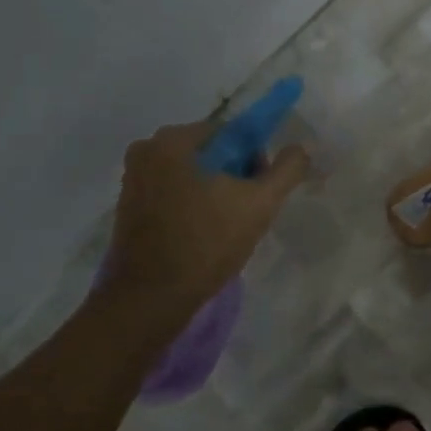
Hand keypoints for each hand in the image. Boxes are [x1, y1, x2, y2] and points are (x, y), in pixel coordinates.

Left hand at [101, 119, 310, 319]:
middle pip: (210, 152)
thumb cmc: (207, 243)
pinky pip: (172, 193)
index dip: (254, 159)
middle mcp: (146, 150)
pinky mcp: (128, 207)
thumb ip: (286, 170)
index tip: (261, 191)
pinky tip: (203, 235)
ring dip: (214, 193)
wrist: (152, 297)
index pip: (230, 133)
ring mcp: (133, 180)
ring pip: (191, 175)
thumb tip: (301, 148)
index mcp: (172, 140)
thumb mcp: (259, 204)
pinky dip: (192, 206)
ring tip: (226, 228)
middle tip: (247, 212)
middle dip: (234, 177)